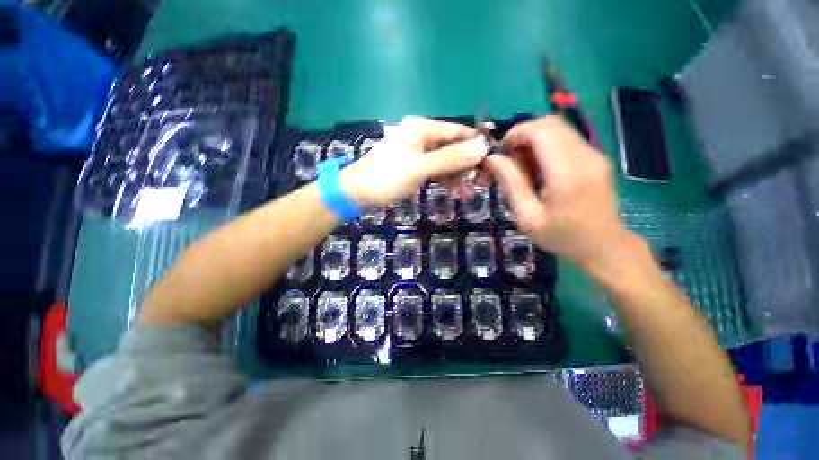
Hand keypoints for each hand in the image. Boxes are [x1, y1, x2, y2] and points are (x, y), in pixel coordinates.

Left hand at [340, 116, 487, 206]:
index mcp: (422, 128)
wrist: (356, 192)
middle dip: (465, 166)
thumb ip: (451, 158)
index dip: (474, 146)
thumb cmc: (387, 177)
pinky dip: (443, 178)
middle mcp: (420, 135)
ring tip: (464, 194)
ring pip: (444, 160)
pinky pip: (434, 168)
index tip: (489, 163)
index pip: (457, 131)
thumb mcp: (420, 168)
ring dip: (455, 175)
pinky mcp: (412, 164)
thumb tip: (482, 146)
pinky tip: (451, 190)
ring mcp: (415, 151)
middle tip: (477, 186)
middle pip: (451, 147)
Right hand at [484, 116, 636, 268]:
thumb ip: (510, 184)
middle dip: (523, 136)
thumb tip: (492, 159)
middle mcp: (585, 156)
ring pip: (558, 129)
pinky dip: (547, 146)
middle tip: (510, 161)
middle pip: (550, 123)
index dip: (515, 133)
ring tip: (524, 168)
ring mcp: (595, 154)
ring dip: (534, 141)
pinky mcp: (596, 157)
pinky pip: (567, 139)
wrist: (604, 246)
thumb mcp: (527, 217)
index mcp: (567, 173)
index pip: (540, 130)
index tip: (500, 152)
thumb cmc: (562, 237)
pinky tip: (541, 170)